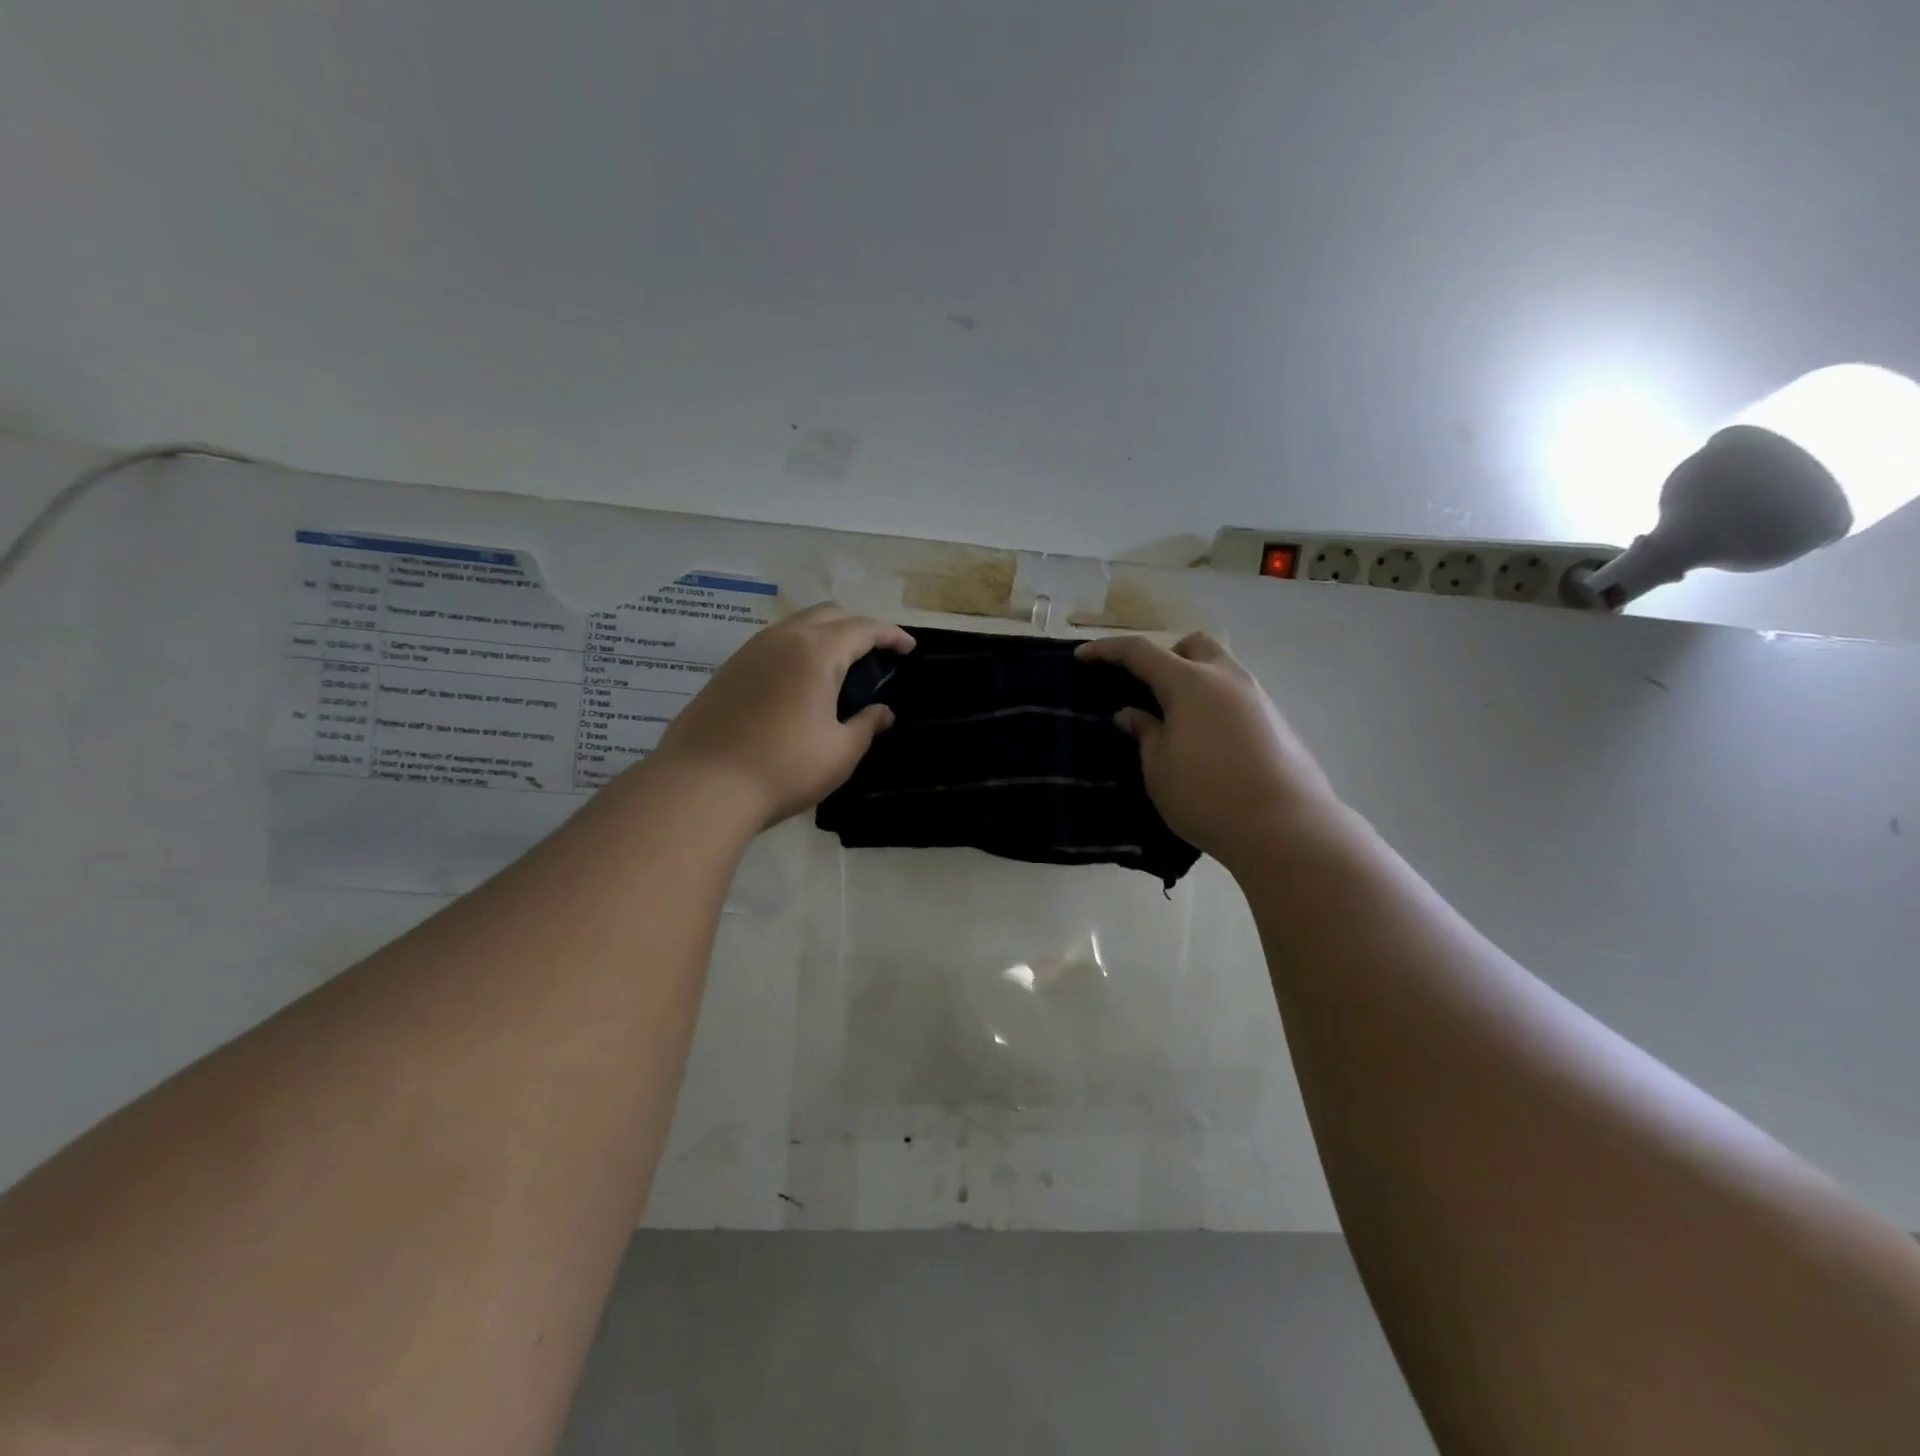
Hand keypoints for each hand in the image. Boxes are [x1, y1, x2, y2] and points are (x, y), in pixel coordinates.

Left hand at [649, 604, 914, 828]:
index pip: (863, 629)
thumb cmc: (783, 768)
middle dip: (858, 627)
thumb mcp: (840, 753)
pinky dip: (797, 650)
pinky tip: (799, 683)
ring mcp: (750, 651)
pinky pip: (773, 645)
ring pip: (796, 626)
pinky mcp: (728, 670)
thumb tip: (882, 712)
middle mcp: (783, 639)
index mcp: (817, 652)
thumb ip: (867, 725)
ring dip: (825, 636)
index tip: (909, 648)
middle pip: (829, 615)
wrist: (702, 786)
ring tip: (839, 668)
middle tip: (875, 655)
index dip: (891, 636)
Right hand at [1075, 632, 1339, 868]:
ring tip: (1174, 716)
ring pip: (1219, 668)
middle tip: (1144, 686)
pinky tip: (1205, 737)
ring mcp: (1257, 697)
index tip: (1082, 657)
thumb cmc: (1207, 795)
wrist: (1285, 827)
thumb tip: (1132, 714)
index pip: (1140, 652)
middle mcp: (1226, 678)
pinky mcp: (1276, 721)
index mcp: (1190, 682)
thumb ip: (1144, 733)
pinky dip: (1213, 702)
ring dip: (1192, 679)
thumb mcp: (1158, 767)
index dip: (1107, 651)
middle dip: (1163, 656)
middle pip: (1191, 646)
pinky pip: (1235, 695)